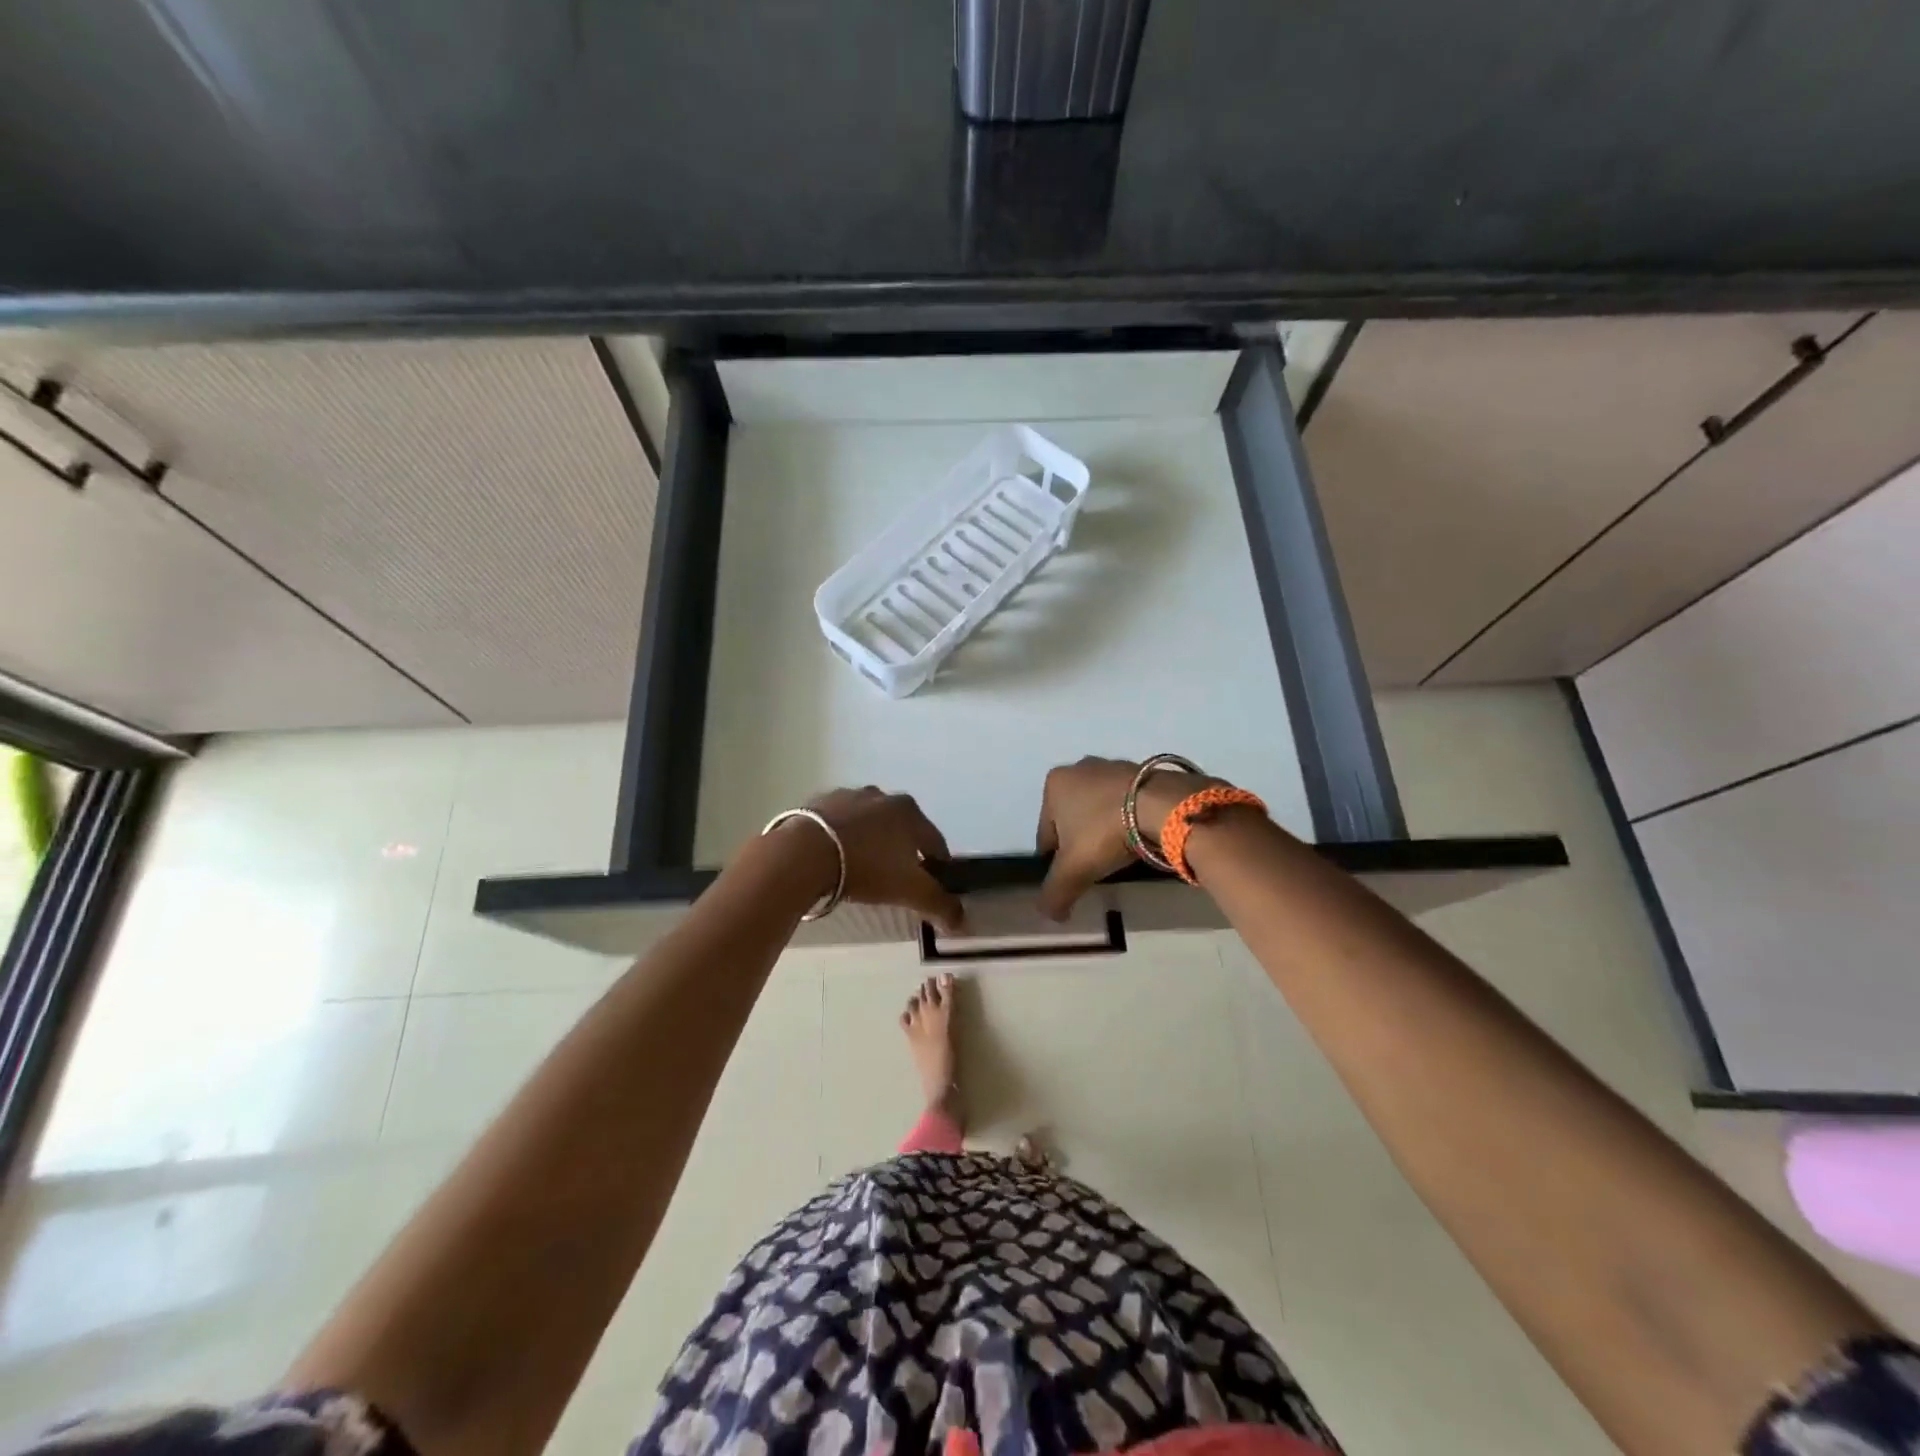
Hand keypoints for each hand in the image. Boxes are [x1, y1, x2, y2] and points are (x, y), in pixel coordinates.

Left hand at [790, 787, 965, 931]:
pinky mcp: (819, 802)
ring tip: (863, 868)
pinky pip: (839, 823)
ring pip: (869, 822)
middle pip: (901, 828)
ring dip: (871, 840)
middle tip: (895, 878)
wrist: (805, 852)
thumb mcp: (909, 890)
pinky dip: (842, 837)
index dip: (938, 865)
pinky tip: (835, 857)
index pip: (935, 841)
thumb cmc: (867, 867)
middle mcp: (882, 796)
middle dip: (903, 850)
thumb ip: (939, 905)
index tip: (933, 884)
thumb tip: (963, 922)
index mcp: (910, 812)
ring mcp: (849, 796)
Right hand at [1034, 757, 1217, 919]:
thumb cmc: (1106, 832)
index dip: (1056, 861)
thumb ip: (1054, 894)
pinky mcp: (1142, 770)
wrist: (1162, 806)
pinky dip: (1127, 819)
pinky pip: (1125, 803)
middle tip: (1097, 865)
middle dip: (1081, 842)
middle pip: (1072, 819)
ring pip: (1098, 809)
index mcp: (1055, 784)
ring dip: (1104, 829)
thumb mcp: (1074, 870)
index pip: (1046, 834)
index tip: (1074, 876)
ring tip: (1120, 852)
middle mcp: (1079, 768)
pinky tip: (1138, 836)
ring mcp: (1112, 766)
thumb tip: (1049, 914)